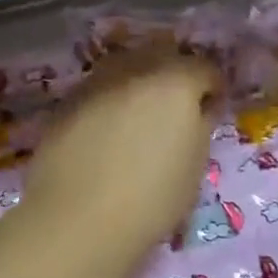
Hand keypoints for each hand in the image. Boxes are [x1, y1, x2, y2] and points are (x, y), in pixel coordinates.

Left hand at [22, 54, 220, 268]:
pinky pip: (97, 91)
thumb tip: (199, 110)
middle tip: (176, 110)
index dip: (212, 89)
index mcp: (174, 83)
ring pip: (124, 69)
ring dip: (137, 85)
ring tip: (138, 119)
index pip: (203, 69)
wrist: (77, 220)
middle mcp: (133, 71)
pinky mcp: (65, 103)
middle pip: (161, 58)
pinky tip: (106, 132)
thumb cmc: (151, 200)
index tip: (212, 110)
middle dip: (173, 78)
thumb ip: (200, 127)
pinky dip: (108, 102)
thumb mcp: (194, 168)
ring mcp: (95, 83)